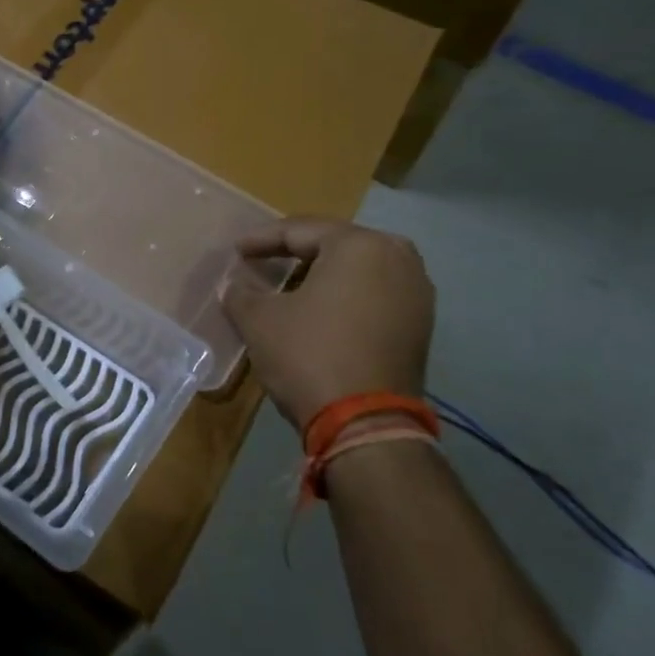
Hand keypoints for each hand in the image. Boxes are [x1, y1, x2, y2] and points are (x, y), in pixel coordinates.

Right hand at [222, 218, 434, 430]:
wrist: (367, 424)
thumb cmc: (309, 356)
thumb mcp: (260, 320)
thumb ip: (241, 293)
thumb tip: (233, 285)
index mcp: (359, 245)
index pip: (299, 231)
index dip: (261, 240)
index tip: (236, 251)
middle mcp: (397, 257)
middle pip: (334, 244)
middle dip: (296, 252)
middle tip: (263, 260)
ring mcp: (416, 291)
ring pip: (358, 269)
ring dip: (323, 274)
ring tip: (290, 284)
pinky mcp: (421, 323)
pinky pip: (375, 293)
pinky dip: (346, 295)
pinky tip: (321, 309)